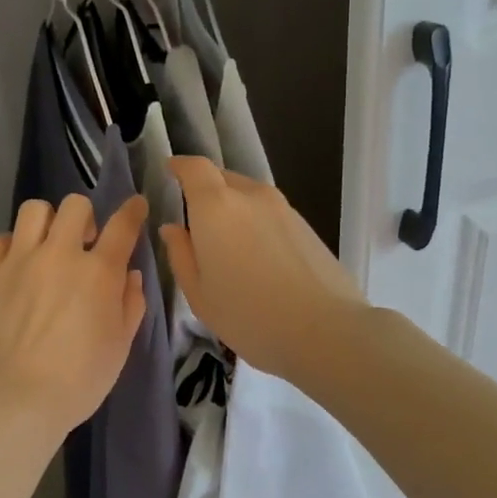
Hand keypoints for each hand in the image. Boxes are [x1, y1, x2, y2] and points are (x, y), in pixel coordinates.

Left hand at [0, 194, 148, 434]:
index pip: (123, 226)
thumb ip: (130, 304)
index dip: (132, 210)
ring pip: (34, 211)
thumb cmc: (77, 380)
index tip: (135, 206)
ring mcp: (17, 260)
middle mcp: (59, 254)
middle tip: (83, 243)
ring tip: (45, 247)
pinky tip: (15, 268)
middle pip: (75, 206)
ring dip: (47, 223)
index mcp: (99, 272)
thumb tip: (129, 275)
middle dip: (85, 218)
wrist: (11, 399)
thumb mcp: (119, 347)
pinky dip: (12, 247)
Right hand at [159, 157, 366, 380]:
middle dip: (205, 191)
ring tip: (229, 246)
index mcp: (216, 207)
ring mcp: (284, 208)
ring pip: (249, 196)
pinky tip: (259, 258)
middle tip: (196, 223)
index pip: (195, 167)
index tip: (170, 172)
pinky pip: (270, 213)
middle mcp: (251, 196)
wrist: (326, 331)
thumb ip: (181, 255)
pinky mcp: (306, 225)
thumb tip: (173, 228)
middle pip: (223, 178)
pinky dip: (257, 224)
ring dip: (234, 210)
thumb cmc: (249, 315)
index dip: (180, 166)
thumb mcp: (200, 294)